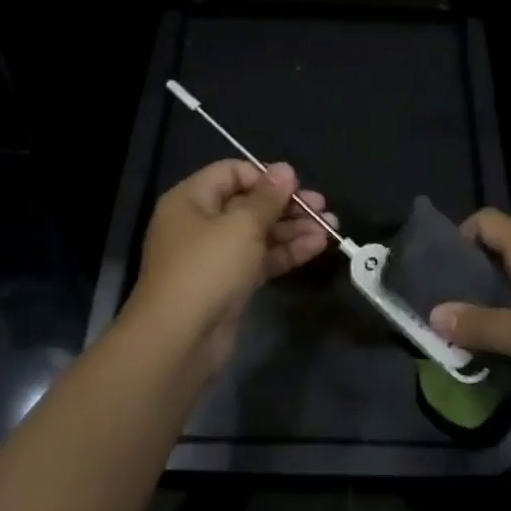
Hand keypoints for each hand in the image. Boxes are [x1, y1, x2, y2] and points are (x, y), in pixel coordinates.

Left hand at [131, 160, 333, 373]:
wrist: (179, 342)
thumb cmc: (207, 269)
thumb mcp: (242, 225)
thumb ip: (268, 197)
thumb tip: (285, 169)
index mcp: (191, 200)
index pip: (231, 173)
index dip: (265, 176)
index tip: (296, 186)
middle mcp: (200, 224)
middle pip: (248, 204)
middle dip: (287, 205)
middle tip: (322, 207)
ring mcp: (214, 256)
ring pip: (258, 233)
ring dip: (293, 229)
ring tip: (331, 227)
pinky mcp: (228, 284)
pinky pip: (260, 259)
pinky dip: (286, 251)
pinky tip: (317, 246)